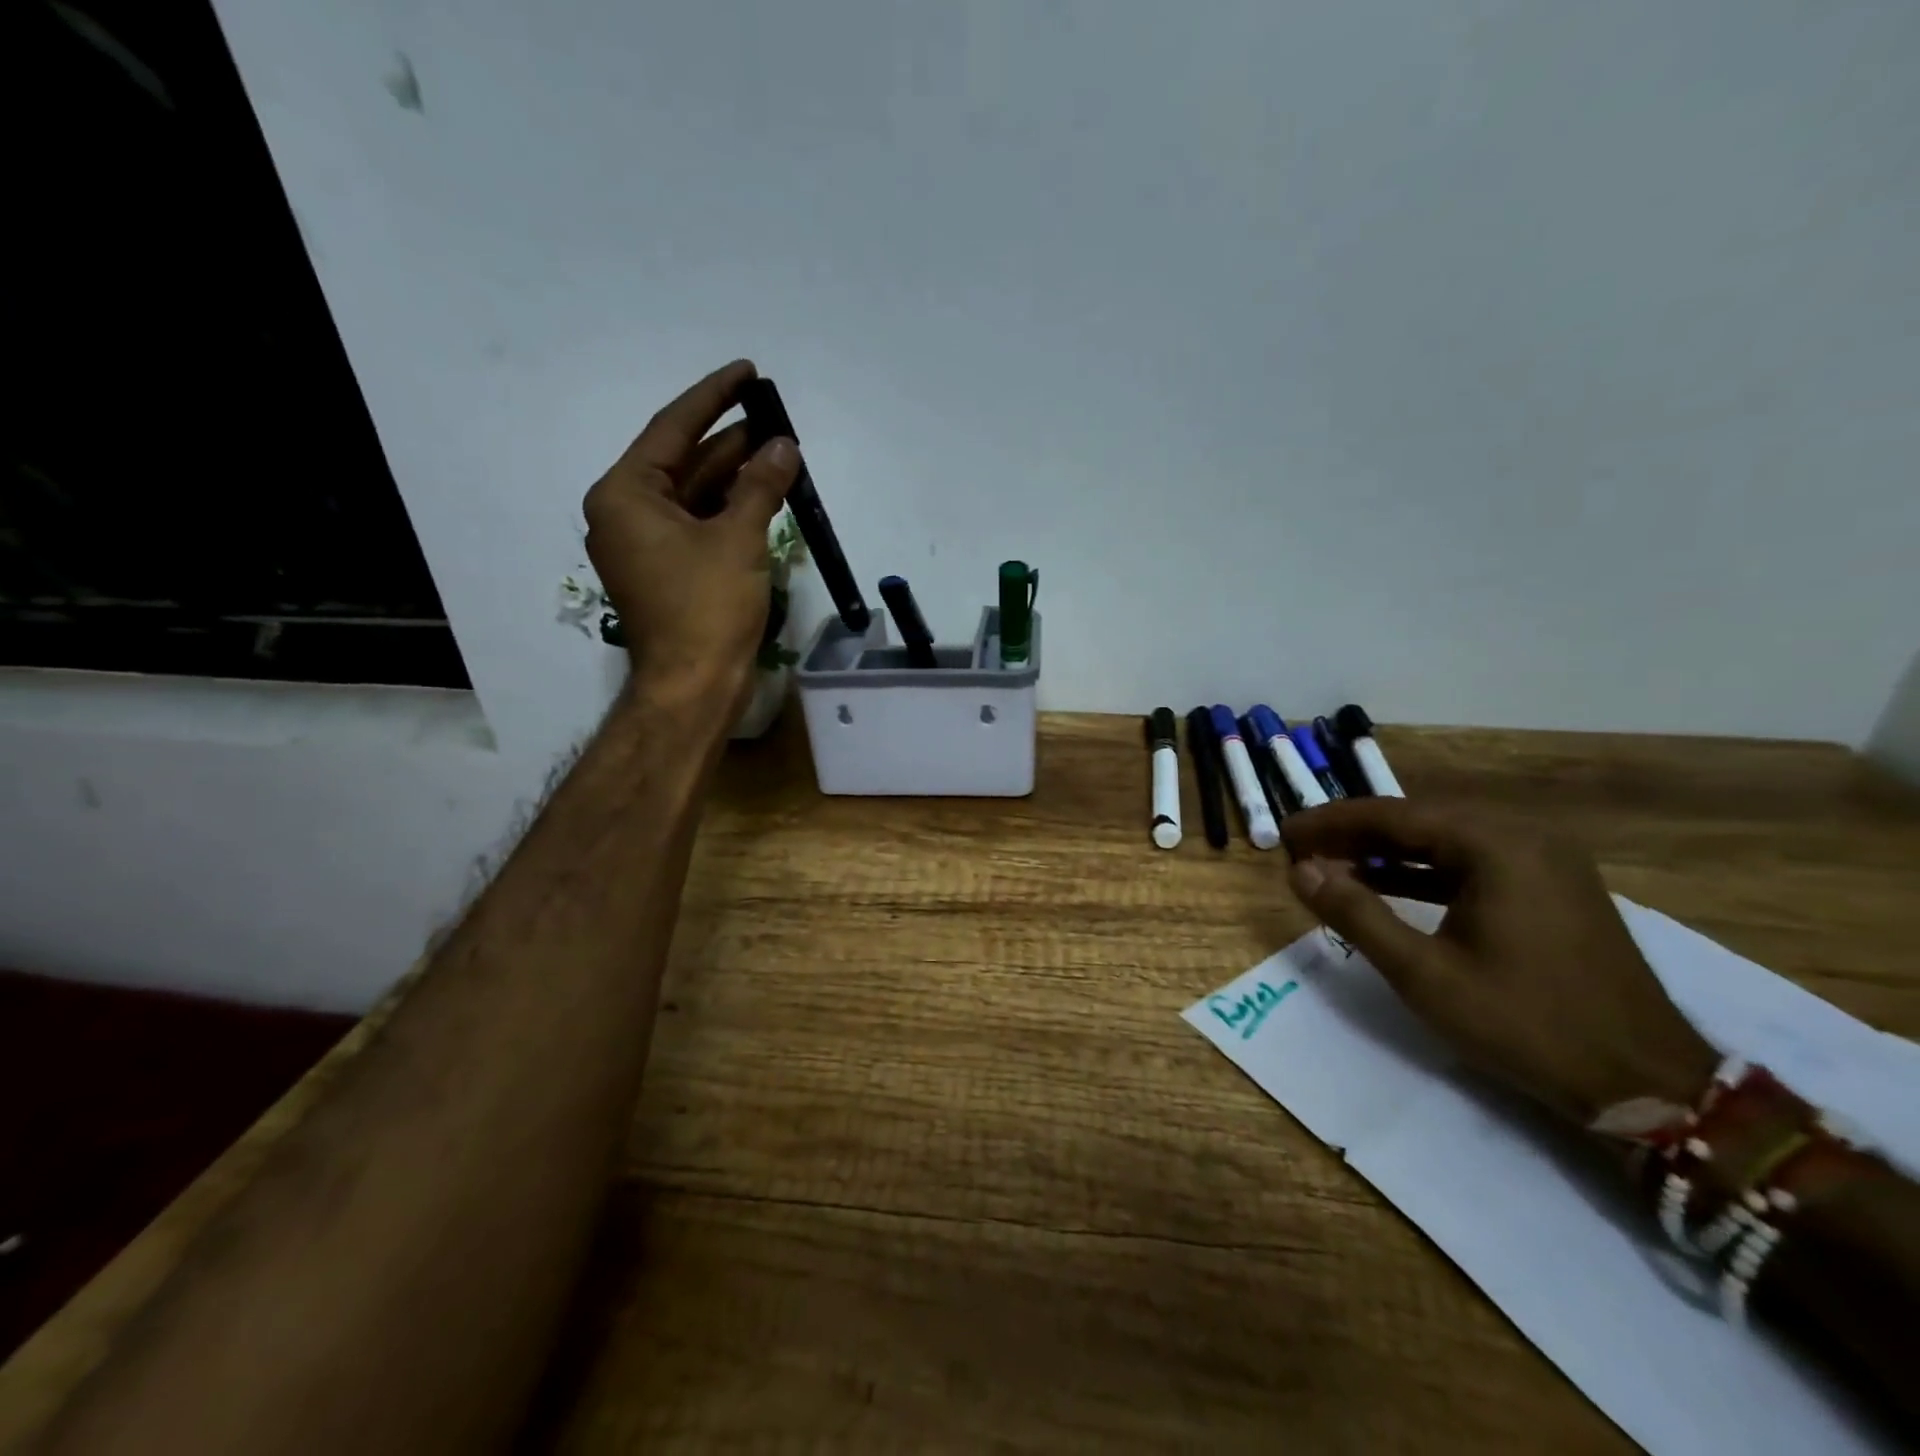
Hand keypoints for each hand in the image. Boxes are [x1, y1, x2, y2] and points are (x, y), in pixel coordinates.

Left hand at [583, 359, 798, 702]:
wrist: (694, 686)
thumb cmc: (707, 608)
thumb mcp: (738, 538)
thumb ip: (760, 485)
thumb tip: (783, 446)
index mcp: (625, 496)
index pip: (671, 429)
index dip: (713, 397)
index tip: (747, 372)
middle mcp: (627, 514)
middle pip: (683, 462)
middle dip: (730, 441)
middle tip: (774, 417)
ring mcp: (647, 547)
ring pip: (695, 496)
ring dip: (736, 477)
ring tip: (779, 452)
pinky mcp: (669, 573)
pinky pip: (700, 526)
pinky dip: (731, 511)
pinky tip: (766, 495)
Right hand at [1281, 798, 1719, 1125]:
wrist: (1648, 1086)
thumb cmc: (1527, 1024)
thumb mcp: (1424, 973)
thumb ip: (1355, 914)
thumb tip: (1299, 870)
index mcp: (1497, 845)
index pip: (1393, 815)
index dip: (1331, 822)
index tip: (1285, 832)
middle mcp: (1523, 837)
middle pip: (1418, 821)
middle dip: (1355, 835)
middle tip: (1302, 850)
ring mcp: (1544, 862)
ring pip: (1443, 842)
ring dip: (1385, 853)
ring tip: (1332, 867)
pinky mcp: (1550, 888)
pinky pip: (1470, 864)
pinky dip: (1422, 872)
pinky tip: (1385, 885)